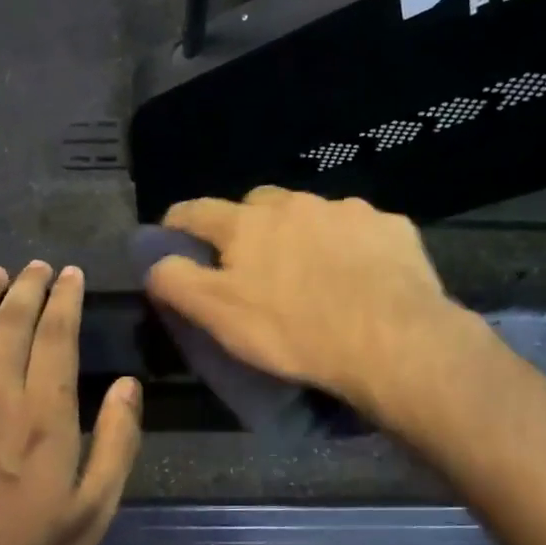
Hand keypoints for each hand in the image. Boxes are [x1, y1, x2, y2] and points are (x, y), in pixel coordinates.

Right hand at [147, 187, 470, 416]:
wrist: (391, 340)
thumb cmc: (293, 331)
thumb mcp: (219, 315)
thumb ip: (177, 282)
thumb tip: (154, 262)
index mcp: (248, 224)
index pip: (197, 211)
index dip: (179, 222)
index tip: (173, 235)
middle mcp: (295, 204)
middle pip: (258, 204)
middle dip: (247, 226)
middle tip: (253, 263)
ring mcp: (348, 211)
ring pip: (312, 215)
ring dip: (303, 234)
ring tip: (314, 273)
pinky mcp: (391, 227)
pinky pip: (360, 230)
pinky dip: (351, 246)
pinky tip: (360, 276)